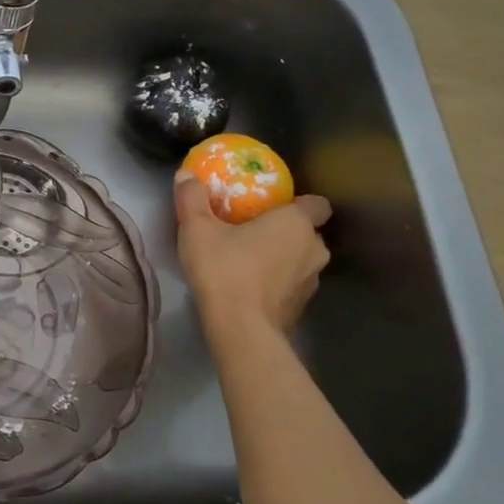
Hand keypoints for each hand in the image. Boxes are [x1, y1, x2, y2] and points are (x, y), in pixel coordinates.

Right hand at [174, 172, 332, 337]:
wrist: (240, 328)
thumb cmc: (224, 268)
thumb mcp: (197, 228)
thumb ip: (192, 198)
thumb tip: (186, 175)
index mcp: (296, 223)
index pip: (317, 204)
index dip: (299, 204)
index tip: (274, 207)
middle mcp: (313, 249)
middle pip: (308, 233)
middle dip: (287, 233)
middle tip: (254, 232)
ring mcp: (311, 282)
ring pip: (302, 261)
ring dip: (283, 259)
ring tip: (251, 262)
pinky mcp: (300, 308)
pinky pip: (292, 286)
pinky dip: (278, 284)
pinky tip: (252, 288)